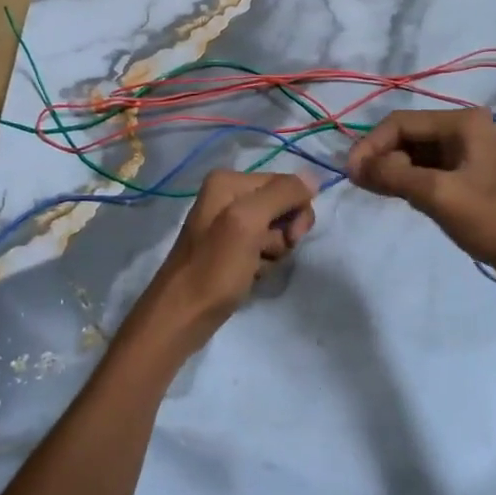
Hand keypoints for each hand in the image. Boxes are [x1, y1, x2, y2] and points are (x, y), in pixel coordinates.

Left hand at [121, 170, 315, 359]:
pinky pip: (263, 248)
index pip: (285, 183)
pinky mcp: (231, 249)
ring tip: (253, 268)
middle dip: (283, 233)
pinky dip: (263, 263)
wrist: (182, 317)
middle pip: (282, 206)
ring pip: (276, 230)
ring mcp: (229, 224)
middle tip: (268, 253)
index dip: (296, 210)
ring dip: (274, 252)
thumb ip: (280, 194)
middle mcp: (227, 195)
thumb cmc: (214, 269)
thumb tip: (313, 177)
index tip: (291, 238)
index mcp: (228, 181)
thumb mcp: (247, 223)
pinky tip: (250, 276)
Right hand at [346, 107, 495, 289]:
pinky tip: (399, 197)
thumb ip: (393, 175)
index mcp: (462, 122)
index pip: (400, 122)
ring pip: (416, 154)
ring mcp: (469, 154)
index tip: (350, 175)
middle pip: (407, 135)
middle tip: (361, 186)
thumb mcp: (439, 195)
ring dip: (393, 170)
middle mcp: (465, 129)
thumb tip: (354, 166)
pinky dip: (409, 181)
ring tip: (375, 192)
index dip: (371, 145)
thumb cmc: (495, 221)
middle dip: (381, 157)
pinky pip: (429, 170)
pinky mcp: (470, 177)